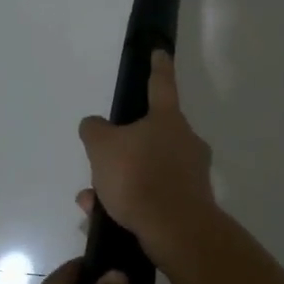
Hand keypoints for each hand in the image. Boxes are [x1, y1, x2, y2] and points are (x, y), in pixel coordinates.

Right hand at [77, 50, 216, 262]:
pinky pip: (152, 197)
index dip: (158, 67)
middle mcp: (186, 142)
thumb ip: (94, 130)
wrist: (177, 231)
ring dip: (118, 183)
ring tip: (92, 201)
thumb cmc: (140, 177)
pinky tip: (104, 219)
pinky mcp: (190, 204)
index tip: (160, 52)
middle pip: (149, 136)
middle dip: (121, 150)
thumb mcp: (102, 147)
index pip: (161, 84)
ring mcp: (192, 175)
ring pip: (146, 170)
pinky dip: (128, 204)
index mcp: (168, 120)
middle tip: (98, 165)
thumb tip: (96, 126)